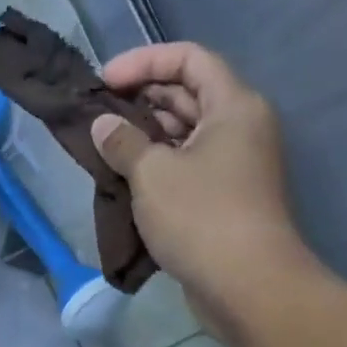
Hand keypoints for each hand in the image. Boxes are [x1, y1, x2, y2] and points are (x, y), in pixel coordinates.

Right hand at [91, 42, 316, 331]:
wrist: (248, 287)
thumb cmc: (202, 217)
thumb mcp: (153, 173)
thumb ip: (123, 141)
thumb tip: (103, 125)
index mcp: (233, 106)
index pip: (189, 58)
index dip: (144, 61)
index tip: (105, 81)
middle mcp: (240, 128)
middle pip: (188, 94)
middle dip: (141, 99)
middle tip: (98, 113)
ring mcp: (235, 166)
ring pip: (185, 134)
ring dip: (145, 135)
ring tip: (104, 145)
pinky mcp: (224, 199)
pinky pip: (187, 166)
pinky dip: (157, 165)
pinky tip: (123, 177)